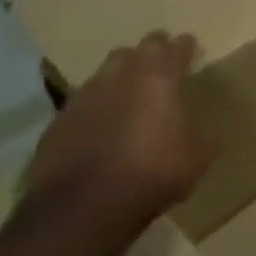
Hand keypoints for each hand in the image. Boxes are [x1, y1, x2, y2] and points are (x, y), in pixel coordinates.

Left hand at [22, 31, 208, 238]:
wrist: (83, 209)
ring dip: (118, 80)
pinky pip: (81, 106)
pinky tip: (101, 129)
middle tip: (160, 66)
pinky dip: (95, 110)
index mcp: (157, 79)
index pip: (173, 47)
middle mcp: (118, 79)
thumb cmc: (153, 173)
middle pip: (132, 51)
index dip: (184, 46)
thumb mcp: (198, 155)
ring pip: (102, 75)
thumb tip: (197, 128)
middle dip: (148, 54)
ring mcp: (82, 100)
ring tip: (129, 97)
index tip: (190, 47)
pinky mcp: (56, 125)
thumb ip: (198, 131)